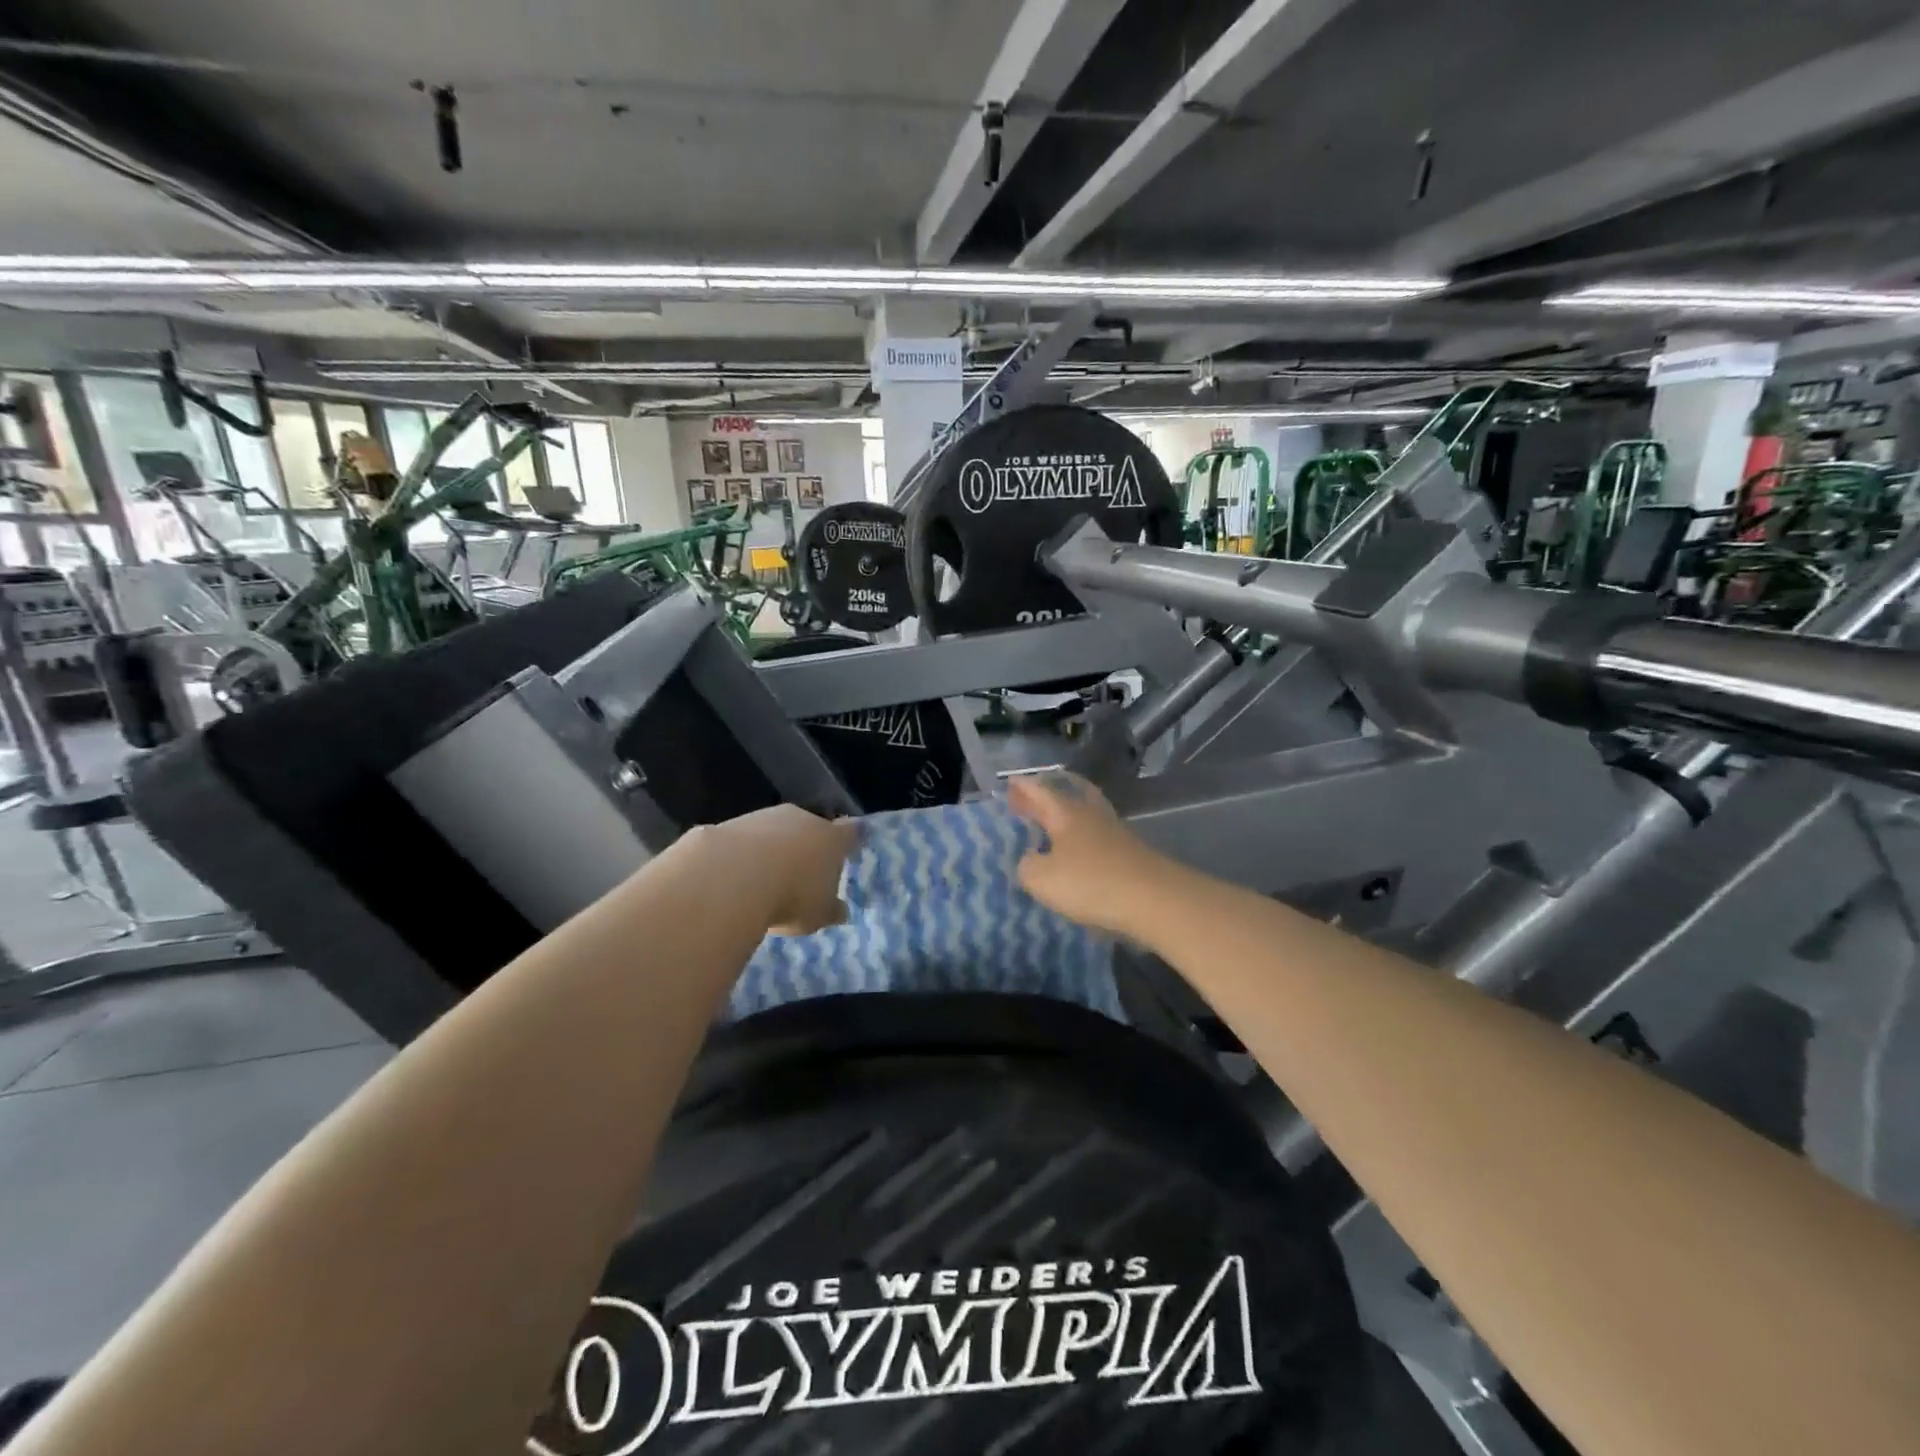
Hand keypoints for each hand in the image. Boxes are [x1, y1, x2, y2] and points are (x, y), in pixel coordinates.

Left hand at [704, 805, 856, 934]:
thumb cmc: (792, 896)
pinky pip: (745, 839)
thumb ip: (830, 910)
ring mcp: (766, 817)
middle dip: (807, 846)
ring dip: (773, 849)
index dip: (849, 840)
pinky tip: (736, 876)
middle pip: (811, 829)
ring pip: (776, 831)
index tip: (849, 845)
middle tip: (802, 872)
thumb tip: (841, 911)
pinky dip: (744, 854)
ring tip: (764, 880)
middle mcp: (803, 819)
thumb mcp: (818, 914)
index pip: (849, 833)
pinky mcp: (733, 822)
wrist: (732, 876)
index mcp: (832, 839)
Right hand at [1007, 773, 1178, 939]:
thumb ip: (1027, 866)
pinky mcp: (1130, 853)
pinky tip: (1077, 852)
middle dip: (1047, 796)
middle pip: (1068, 796)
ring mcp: (1115, 833)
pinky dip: (1083, 838)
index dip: (1024, 787)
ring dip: (1068, 816)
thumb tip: (1029, 860)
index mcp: (1066, 814)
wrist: (1155, 900)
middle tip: (1029, 799)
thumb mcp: (1043, 878)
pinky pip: (1099, 836)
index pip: (1040, 792)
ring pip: (1086, 814)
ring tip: (1052, 825)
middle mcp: (1091, 815)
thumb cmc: (1091, 883)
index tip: (1010, 781)